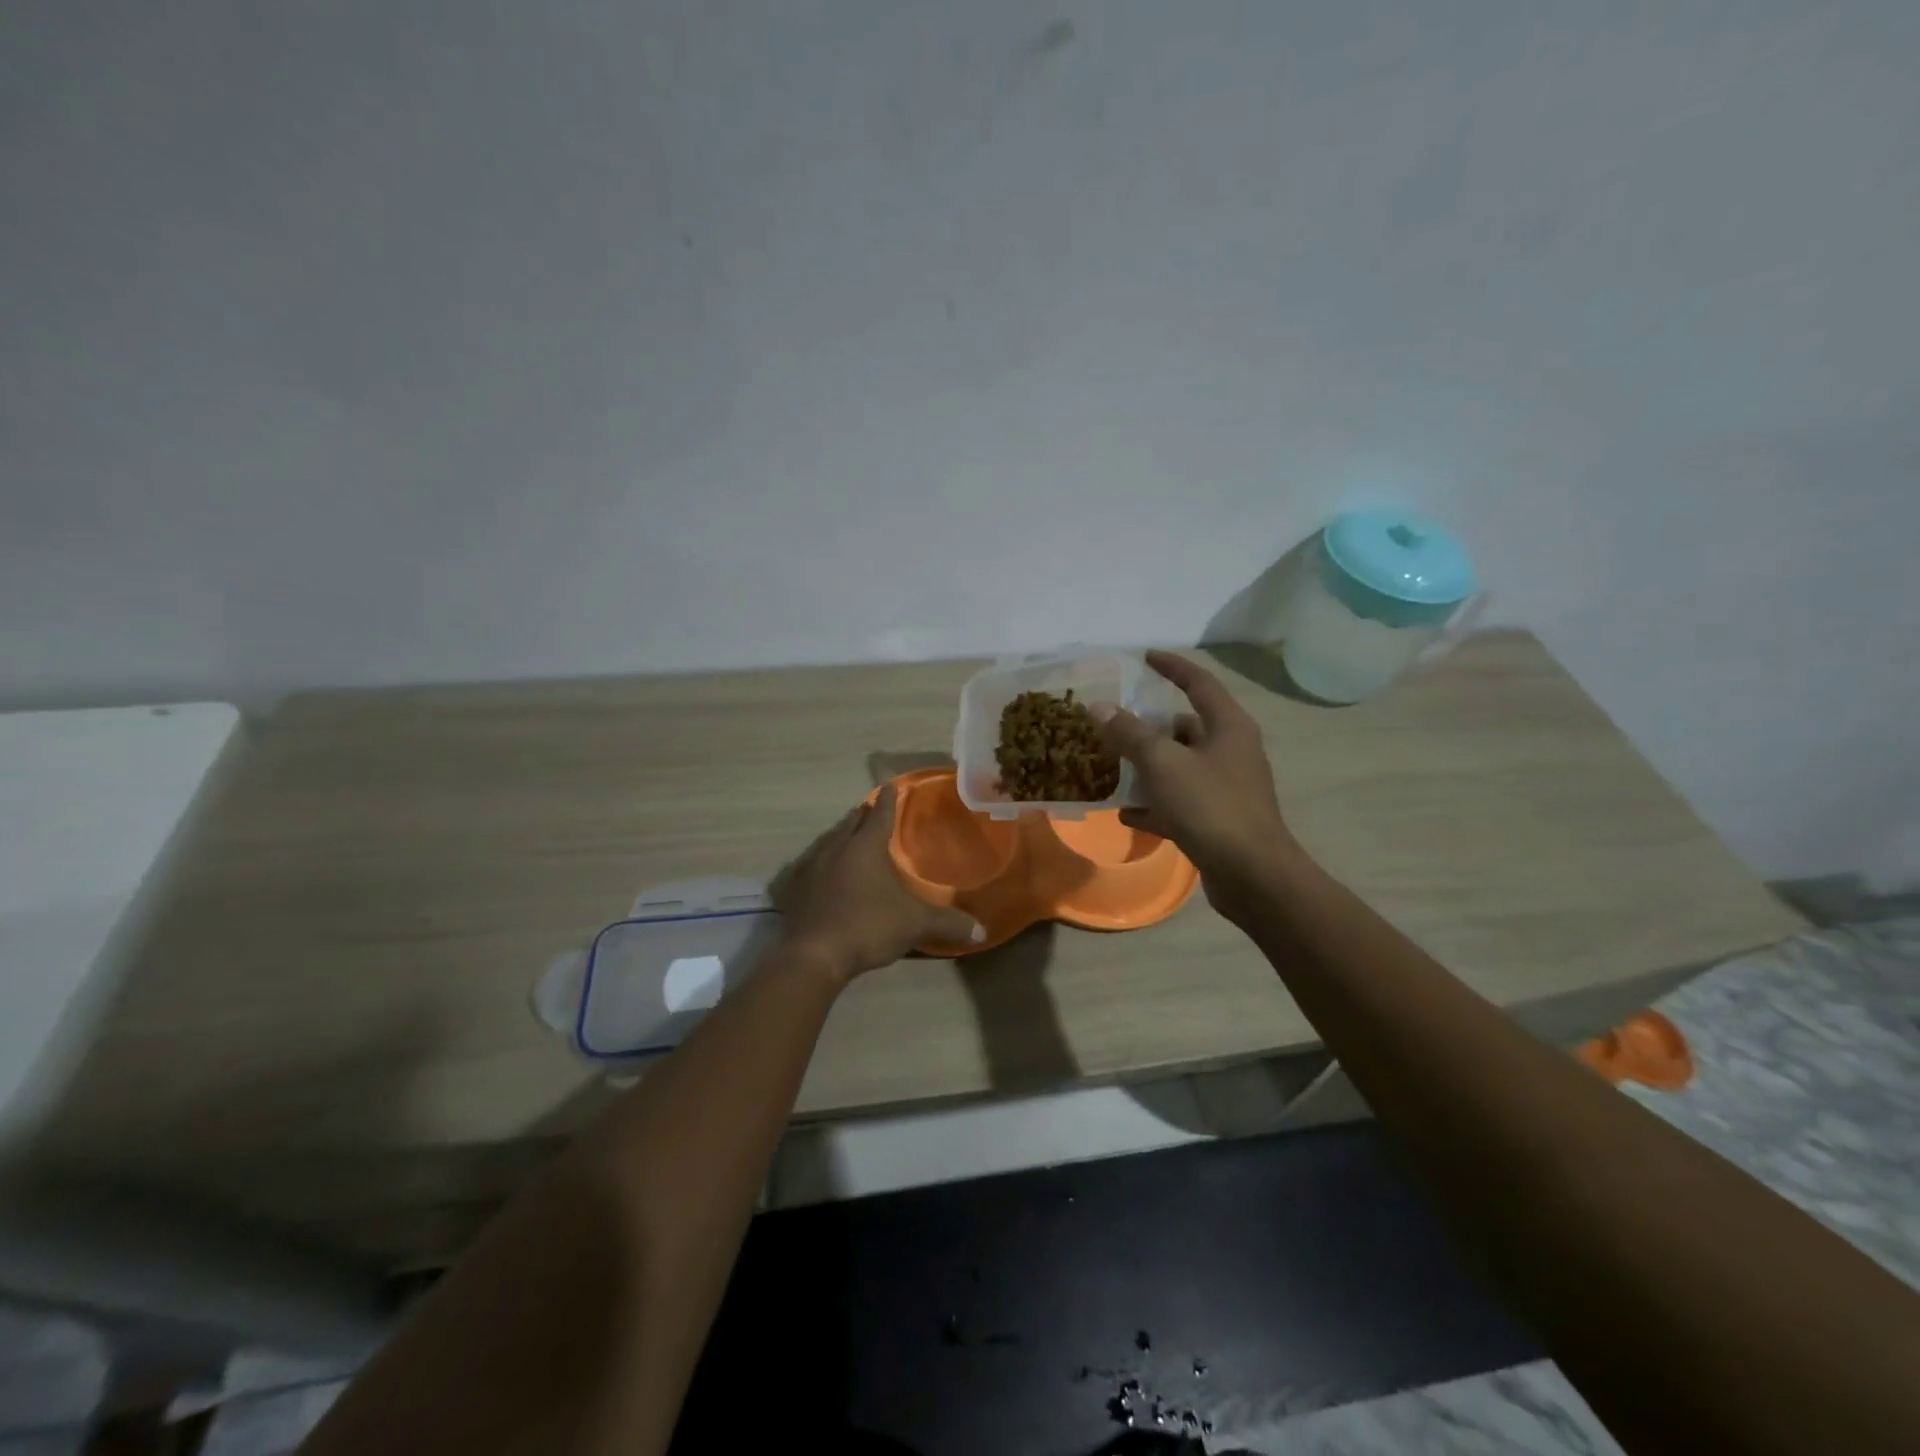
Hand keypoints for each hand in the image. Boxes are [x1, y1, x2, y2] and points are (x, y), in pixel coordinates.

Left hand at [774, 784, 984, 983]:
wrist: (813, 956)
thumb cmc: (867, 926)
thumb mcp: (914, 924)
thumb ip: (947, 923)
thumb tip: (982, 931)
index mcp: (865, 847)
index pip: (880, 814)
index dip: (888, 800)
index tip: (890, 786)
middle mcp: (836, 848)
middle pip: (851, 823)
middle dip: (863, 815)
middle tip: (871, 810)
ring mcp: (811, 868)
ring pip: (829, 841)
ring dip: (842, 835)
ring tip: (850, 836)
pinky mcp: (796, 890)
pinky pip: (812, 865)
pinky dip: (824, 862)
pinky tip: (826, 873)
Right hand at [1098, 651, 1300, 919]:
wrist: (1252, 875)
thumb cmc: (1211, 807)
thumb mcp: (1164, 764)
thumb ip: (1130, 734)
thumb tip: (1099, 707)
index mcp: (1228, 727)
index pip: (1199, 682)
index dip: (1172, 667)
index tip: (1146, 656)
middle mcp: (1232, 751)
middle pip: (1187, 727)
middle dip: (1151, 727)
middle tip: (1116, 726)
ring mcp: (1227, 787)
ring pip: (1181, 767)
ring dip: (1150, 768)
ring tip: (1114, 767)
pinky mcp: (1219, 820)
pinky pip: (1180, 802)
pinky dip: (1156, 804)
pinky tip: (1127, 813)